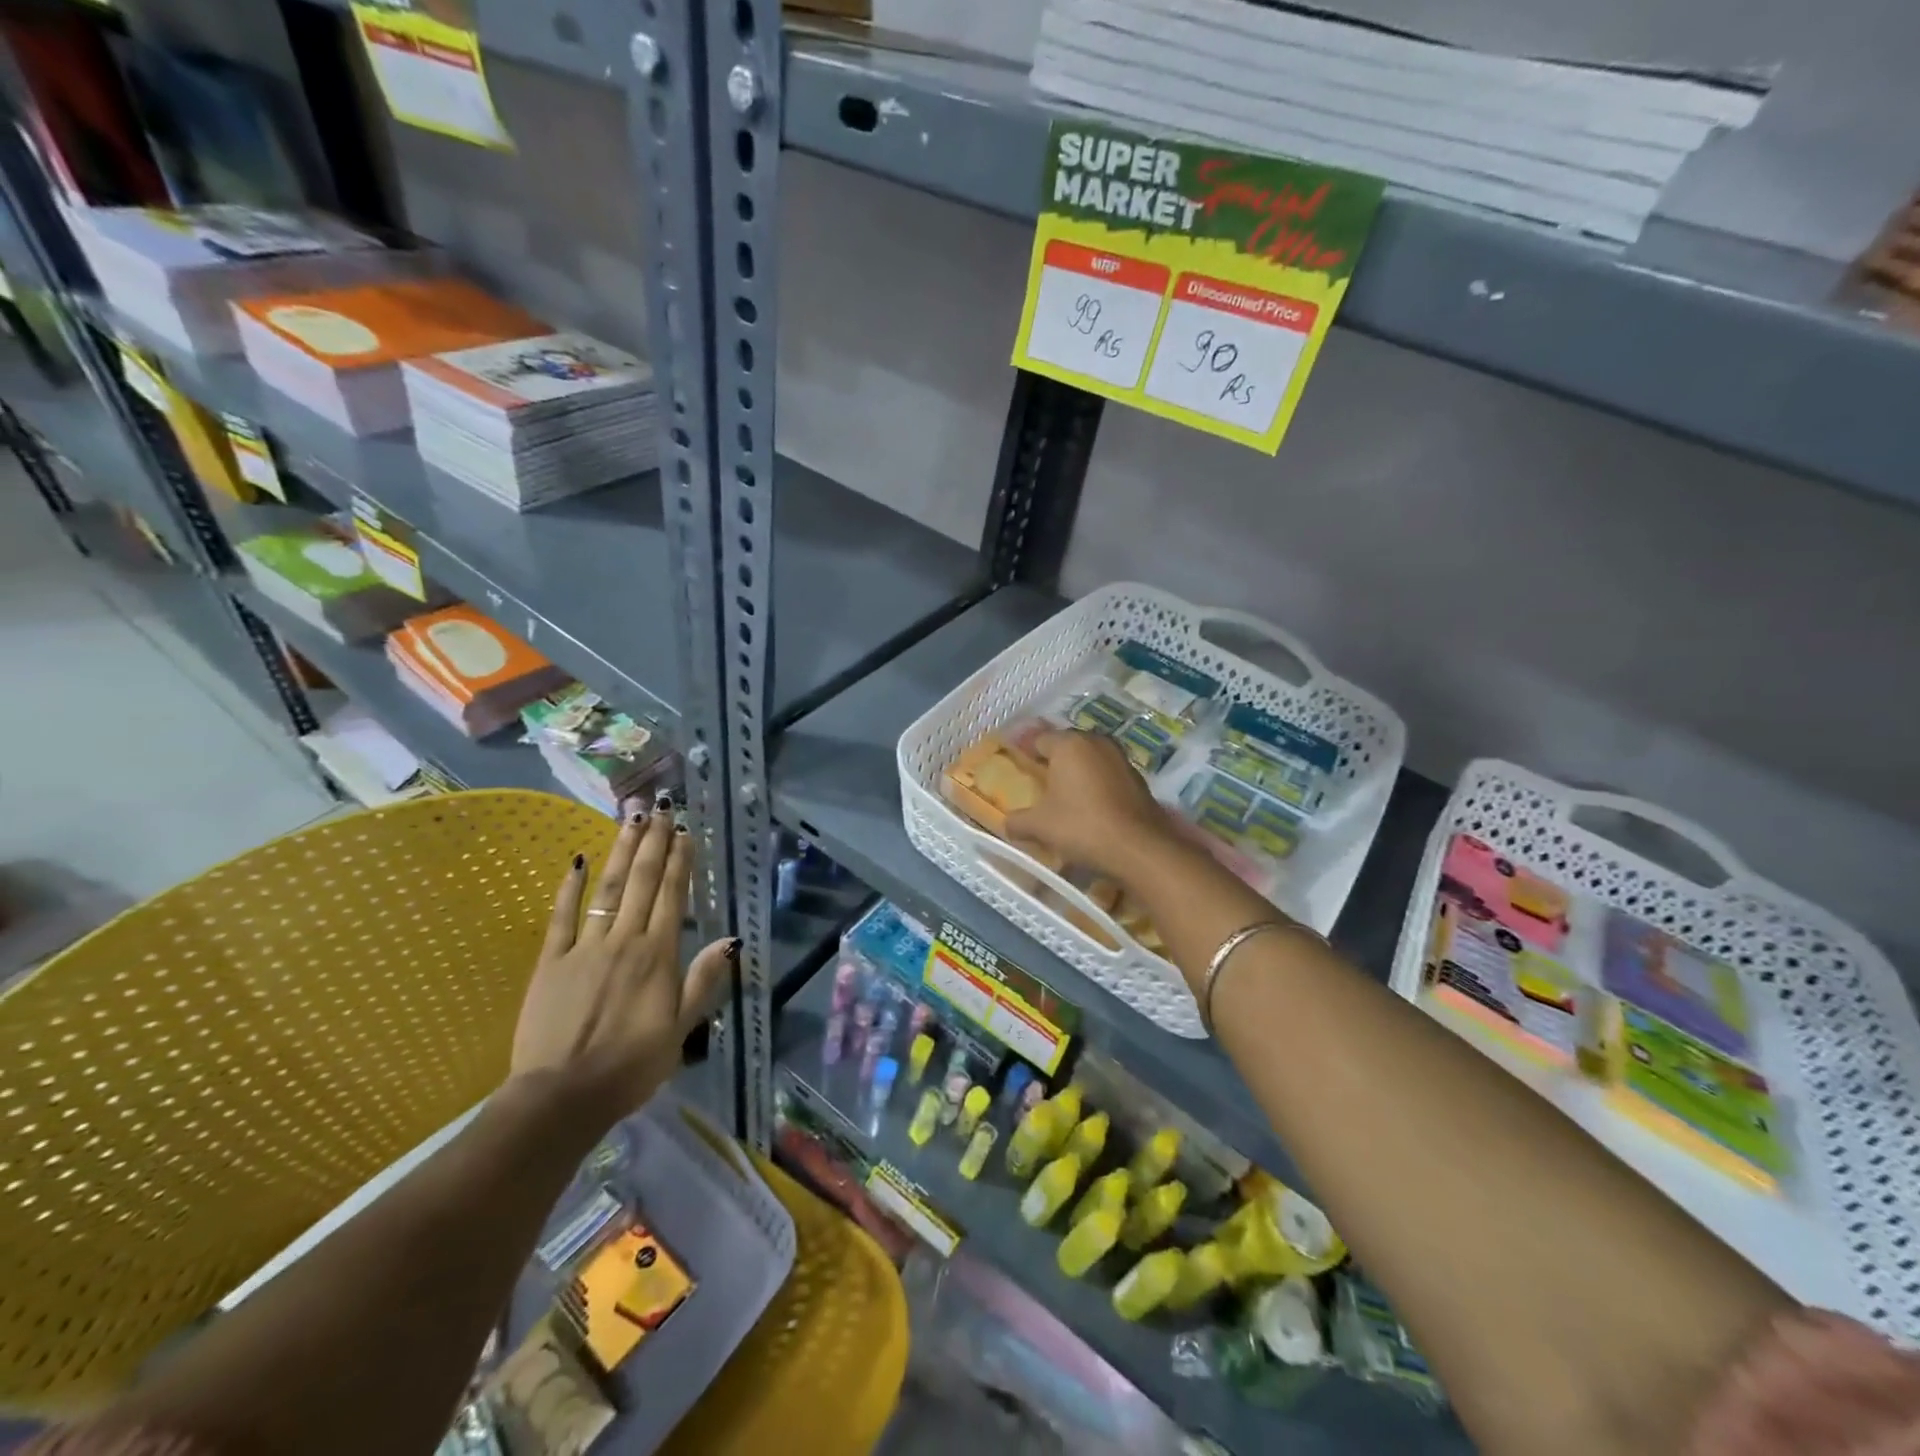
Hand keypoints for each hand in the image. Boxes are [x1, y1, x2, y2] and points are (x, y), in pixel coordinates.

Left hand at [510, 799, 733, 1125]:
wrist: (562, 1097)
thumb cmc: (631, 1066)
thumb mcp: (680, 1030)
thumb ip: (704, 980)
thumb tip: (731, 940)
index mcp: (658, 956)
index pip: (672, 896)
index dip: (680, 861)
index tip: (685, 832)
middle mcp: (624, 940)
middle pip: (641, 882)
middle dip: (653, 843)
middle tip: (660, 809)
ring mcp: (585, 947)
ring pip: (606, 889)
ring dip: (620, 852)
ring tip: (631, 820)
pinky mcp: (551, 961)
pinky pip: (561, 916)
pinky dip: (569, 887)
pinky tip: (576, 860)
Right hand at [1005, 729, 1175, 880]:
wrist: (1139, 848)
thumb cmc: (1082, 827)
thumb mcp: (1039, 826)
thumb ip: (1018, 821)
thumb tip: (1006, 823)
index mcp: (1069, 744)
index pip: (1039, 739)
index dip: (1026, 753)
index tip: (1017, 767)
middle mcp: (1096, 742)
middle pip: (1067, 746)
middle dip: (1053, 761)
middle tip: (1039, 782)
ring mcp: (1121, 758)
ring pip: (1090, 759)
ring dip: (1078, 772)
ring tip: (1065, 795)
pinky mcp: (1138, 778)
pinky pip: (1107, 774)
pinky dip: (1096, 784)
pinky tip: (1091, 806)